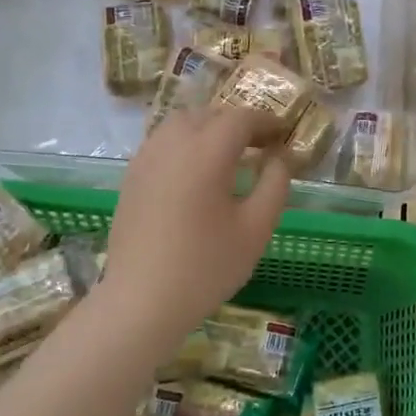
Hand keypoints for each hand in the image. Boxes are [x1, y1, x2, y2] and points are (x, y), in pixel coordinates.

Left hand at [103, 104, 290, 350]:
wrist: (142, 301)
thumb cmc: (207, 266)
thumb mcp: (256, 228)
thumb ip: (275, 183)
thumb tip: (281, 156)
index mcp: (206, 152)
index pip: (240, 118)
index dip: (266, 122)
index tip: (284, 135)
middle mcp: (172, 144)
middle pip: (209, 114)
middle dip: (237, 123)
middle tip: (260, 146)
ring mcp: (146, 159)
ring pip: (180, 124)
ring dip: (208, 129)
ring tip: (227, 156)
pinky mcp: (131, 177)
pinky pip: (162, 143)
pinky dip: (184, 144)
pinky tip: (195, 174)